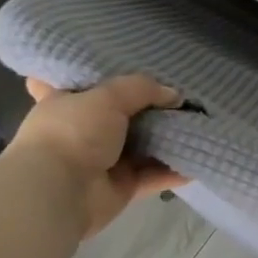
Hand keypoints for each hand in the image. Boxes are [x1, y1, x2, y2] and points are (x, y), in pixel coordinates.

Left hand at [6, 75, 186, 235]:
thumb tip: (173, 95)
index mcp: (64, 104)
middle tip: (181, 95)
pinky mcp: (120, 188)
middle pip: (119, 116)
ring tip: (199, 123)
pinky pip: (153, 175)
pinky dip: (174, 170)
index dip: (97, 76)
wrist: (58, 193)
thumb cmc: (72, 133)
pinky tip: (199, 157)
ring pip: (141, 146)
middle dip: (147, 108)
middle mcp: (81, 132)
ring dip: (166, 138)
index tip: (122, 64)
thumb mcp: (107, 96)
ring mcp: (101, 162)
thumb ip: (142, 88)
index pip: (77, 84)